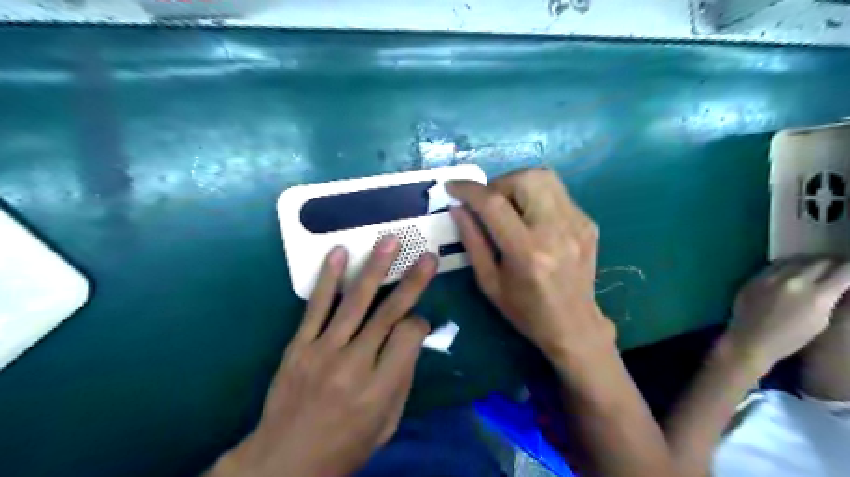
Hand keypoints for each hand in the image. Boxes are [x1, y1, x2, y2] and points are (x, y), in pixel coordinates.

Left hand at [209, 237, 432, 475]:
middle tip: (427, 256)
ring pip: (354, 302)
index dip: (419, 323)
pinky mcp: (299, 345)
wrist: (284, 462)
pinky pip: (316, 307)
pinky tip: (339, 253)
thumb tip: (411, 340)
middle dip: (412, 281)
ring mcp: (323, 351)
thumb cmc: (345, 447)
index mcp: (380, 388)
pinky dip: (328, 278)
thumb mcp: (387, 425)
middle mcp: (354, 364)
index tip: (419, 322)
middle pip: (388, 313)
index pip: (409, 337)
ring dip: (374, 268)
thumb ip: (402, 379)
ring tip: (388, 240)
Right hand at [445, 167, 611, 368]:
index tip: (452, 186)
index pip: (495, 204)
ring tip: (508, 206)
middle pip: (525, 179)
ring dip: (518, 184)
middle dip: (498, 183)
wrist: (574, 325)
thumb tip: (457, 207)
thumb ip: (472, 240)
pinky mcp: (588, 222)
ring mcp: (578, 223)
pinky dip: (536, 197)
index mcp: (527, 253)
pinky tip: (531, 219)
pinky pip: (556, 193)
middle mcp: (556, 231)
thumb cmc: (525, 310)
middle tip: (488, 202)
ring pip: (544, 177)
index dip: (470, 190)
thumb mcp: (489, 282)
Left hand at [726, 257, 848, 371]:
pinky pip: (776, 264)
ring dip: (810, 262)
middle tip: (837, 269)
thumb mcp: (822, 321)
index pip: (844, 271)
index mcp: (817, 296)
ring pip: (798, 259)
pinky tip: (792, 270)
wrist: (750, 339)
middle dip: (833, 264)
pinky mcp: (754, 277)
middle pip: (821, 262)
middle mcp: (794, 281)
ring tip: (815, 268)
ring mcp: (771, 277)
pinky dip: (789, 264)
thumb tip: (840, 284)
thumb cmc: (791, 339)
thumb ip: (831, 298)